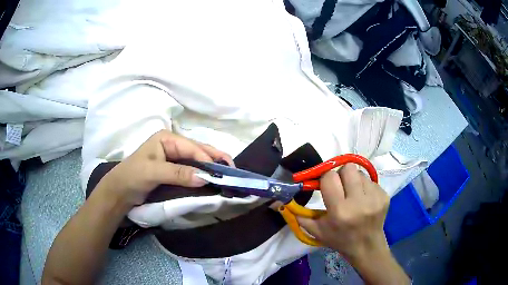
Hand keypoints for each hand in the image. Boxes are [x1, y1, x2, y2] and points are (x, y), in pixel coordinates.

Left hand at [97, 130, 233, 209]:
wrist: (120, 192)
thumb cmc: (132, 176)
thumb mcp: (153, 172)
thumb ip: (178, 173)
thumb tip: (205, 178)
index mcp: (167, 138)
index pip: (192, 147)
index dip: (207, 159)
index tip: (220, 173)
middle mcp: (172, 144)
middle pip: (198, 150)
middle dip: (215, 158)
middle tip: (233, 169)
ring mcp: (173, 157)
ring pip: (197, 159)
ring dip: (211, 166)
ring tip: (227, 173)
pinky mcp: (173, 169)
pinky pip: (192, 169)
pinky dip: (203, 173)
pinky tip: (212, 178)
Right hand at [298, 164, 388, 258]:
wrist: (367, 247)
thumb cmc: (339, 240)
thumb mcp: (316, 231)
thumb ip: (298, 215)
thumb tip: (278, 202)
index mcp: (339, 211)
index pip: (330, 177)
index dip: (326, 179)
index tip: (327, 186)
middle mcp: (359, 202)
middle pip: (348, 169)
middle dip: (341, 175)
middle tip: (341, 187)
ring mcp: (375, 198)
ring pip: (360, 173)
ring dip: (354, 181)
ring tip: (354, 195)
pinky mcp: (384, 196)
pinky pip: (371, 180)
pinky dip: (365, 187)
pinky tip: (365, 200)